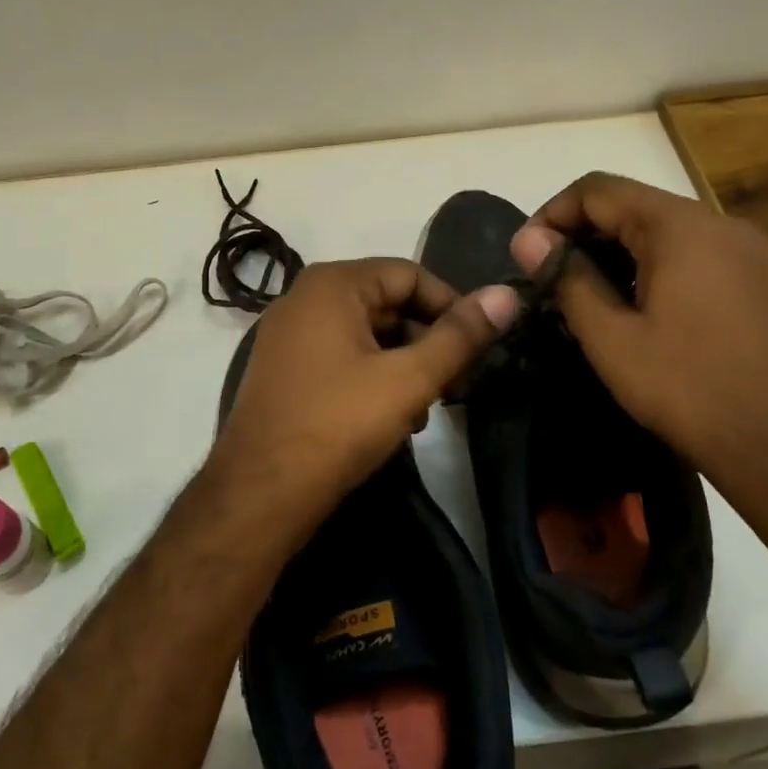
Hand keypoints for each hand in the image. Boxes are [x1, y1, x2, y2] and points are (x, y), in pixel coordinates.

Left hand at [207, 260, 518, 536]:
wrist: (260, 494)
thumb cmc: (338, 424)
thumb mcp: (409, 379)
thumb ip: (460, 335)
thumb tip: (507, 294)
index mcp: (332, 284)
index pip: (410, 274)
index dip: (452, 306)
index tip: (479, 348)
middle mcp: (304, 298)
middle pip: (387, 303)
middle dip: (428, 341)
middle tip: (458, 385)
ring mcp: (289, 336)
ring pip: (366, 335)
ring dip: (404, 365)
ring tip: (428, 409)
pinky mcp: (285, 370)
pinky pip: (342, 357)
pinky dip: (373, 378)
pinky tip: (393, 419)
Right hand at [511, 173, 767, 522]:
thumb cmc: (691, 390)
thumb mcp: (613, 339)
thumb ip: (568, 280)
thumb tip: (529, 240)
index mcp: (679, 227)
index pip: (597, 189)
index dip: (551, 214)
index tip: (526, 257)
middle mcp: (717, 224)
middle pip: (631, 205)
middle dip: (581, 234)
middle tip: (548, 280)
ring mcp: (745, 251)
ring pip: (662, 231)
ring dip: (615, 252)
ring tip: (584, 297)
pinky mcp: (758, 280)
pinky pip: (691, 254)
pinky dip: (651, 267)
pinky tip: (636, 311)